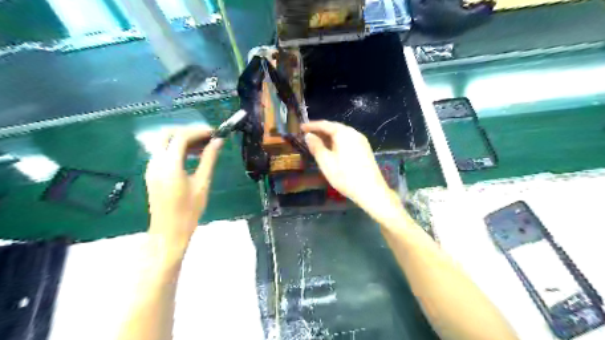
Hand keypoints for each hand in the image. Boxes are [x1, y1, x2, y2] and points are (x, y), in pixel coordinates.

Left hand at [145, 126, 221, 251]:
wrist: (169, 232)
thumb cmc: (189, 211)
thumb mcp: (202, 183)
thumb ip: (209, 159)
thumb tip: (218, 142)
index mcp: (169, 165)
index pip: (181, 137)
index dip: (198, 131)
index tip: (214, 133)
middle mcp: (156, 162)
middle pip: (167, 134)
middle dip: (188, 132)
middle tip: (207, 137)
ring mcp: (151, 167)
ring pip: (164, 142)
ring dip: (182, 139)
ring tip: (203, 146)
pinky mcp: (152, 173)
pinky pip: (162, 153)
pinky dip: (176, 148)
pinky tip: (192, 156)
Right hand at [301, 120, 391, 208]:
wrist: (371, 190)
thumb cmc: (345, 176)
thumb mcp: (326, 162)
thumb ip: (316, 146)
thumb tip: (309, 135)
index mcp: (344, 133)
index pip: (325, 124)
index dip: (312, 126)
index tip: (301, 128)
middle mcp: (354, 133)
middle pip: (335, 128)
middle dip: (321, 131)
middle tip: (308, 135)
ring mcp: (362, 141)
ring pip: (342, 135)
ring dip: (329, 138)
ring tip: (317, 143)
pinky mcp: (365, 150)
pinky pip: (348, 141)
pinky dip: (337, 143)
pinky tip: (332, 151)